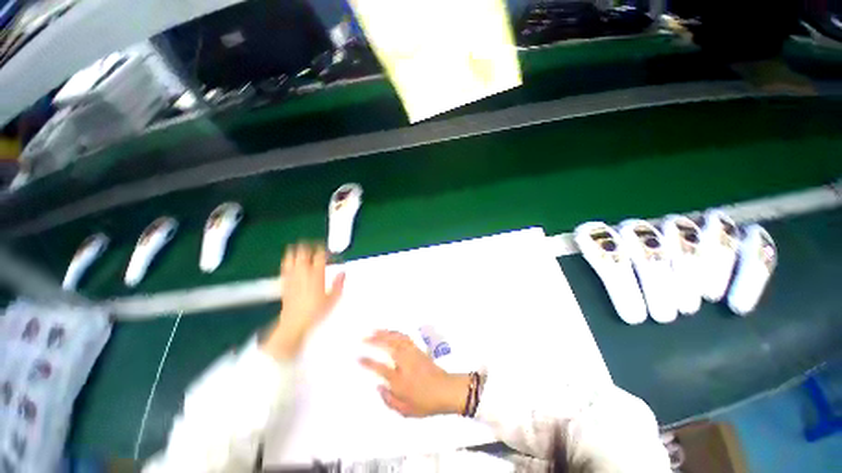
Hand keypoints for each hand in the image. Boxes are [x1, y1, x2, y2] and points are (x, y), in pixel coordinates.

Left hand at [262, 243, 344, 360]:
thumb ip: (339, 283)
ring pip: (292, 257)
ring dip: (297, 250)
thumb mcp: (333, 298)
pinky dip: (288, 260)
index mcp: (316, 274)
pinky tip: (289, 260)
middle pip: (304, 252)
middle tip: (315, 246)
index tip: (329, 251)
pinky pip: (285, 266)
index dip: (324, 250)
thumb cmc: (316, 311)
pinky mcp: (284, 282)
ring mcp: (292, 276)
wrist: (294, 322)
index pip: (320, 255)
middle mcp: (303, 272)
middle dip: (309, 246)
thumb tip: (343, 272)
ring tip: (301, 248)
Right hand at [360, 330, 469, 417]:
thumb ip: (389, 400)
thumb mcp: (406, 410)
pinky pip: (405, 338)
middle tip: (364, 338)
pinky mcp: (418, 349)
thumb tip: (378, 388)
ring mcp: (412, 353)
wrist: (446, 390)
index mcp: (399, 380)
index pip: (380, 368)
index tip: (358, 357)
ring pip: (396, 339)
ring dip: (385, 333)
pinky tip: (391, 332)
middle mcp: (404, 363)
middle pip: (388, 347)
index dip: (367, 362)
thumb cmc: (426, 403)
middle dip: (375, 341)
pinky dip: (396, 333)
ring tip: (375, 330)